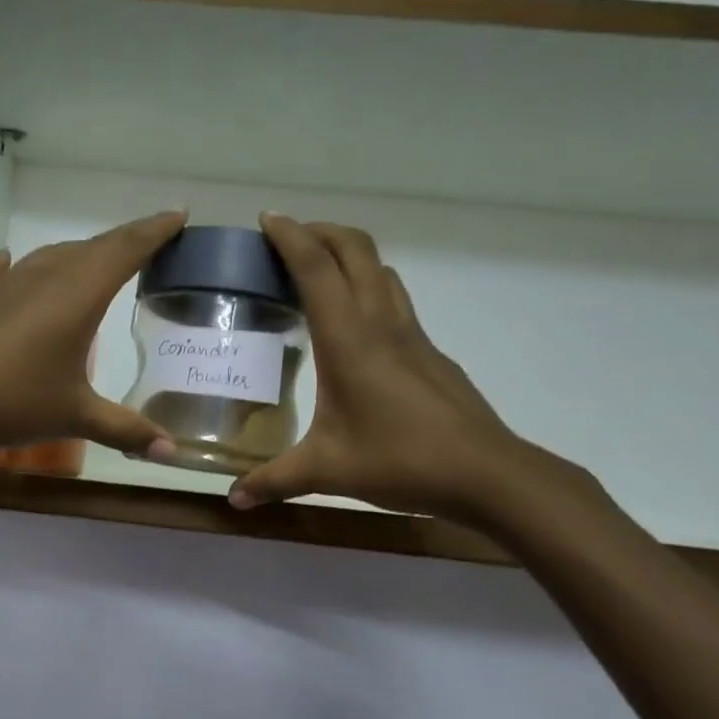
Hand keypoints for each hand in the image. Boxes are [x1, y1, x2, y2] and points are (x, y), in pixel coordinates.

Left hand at [0, 211, 187, 458]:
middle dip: (124, 241)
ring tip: (92, 260)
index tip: (178, 215)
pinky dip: (12, 266)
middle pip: (91, 248)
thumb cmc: (11, 402)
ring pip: (48, 256)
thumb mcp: (74, 417)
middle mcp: (42, 278)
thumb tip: (170, 451)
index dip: (155, 231)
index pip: (126, 250)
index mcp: (77, 295)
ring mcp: (2, 284)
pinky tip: (9, 263)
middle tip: (147, 243)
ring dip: (75, 254)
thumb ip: (124, 429)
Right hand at [228, 215, 569, 527]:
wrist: (486, 474)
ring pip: (380, 269)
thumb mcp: (327, 471)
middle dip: (320, 230)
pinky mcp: (430, 352)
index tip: (266, 219)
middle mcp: (382, 324)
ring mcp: (412, 335)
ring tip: (317, 270)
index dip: (291, 237)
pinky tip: (355, 324)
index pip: (317, 269)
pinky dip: (368, 286)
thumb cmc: (401, 462)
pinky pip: (394, 298)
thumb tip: (233, 499)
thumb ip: (275, 480)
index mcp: (350, 341)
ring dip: (348, 254)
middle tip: (286, 237)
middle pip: (355, 250)